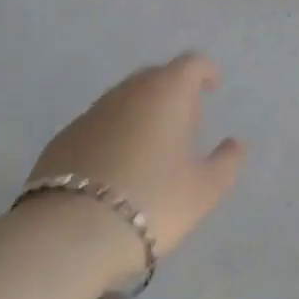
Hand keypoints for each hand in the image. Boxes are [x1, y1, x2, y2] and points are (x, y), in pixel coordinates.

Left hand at [27, 54, 244, 263]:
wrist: (69, 234)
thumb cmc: (151, 202)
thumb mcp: (204, 190)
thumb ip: (227, 163)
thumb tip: (235, 144)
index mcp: (166, 91)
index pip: (191, 63)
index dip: (206, 72)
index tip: (212, 89)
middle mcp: (128, 91)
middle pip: (156, 77)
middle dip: (173, 92)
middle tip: (184, 124)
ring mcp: (91, 112)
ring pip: (124, 100)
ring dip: (141, 113)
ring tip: (150, 150)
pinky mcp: (63, 138)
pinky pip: (98, 125)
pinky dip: (113, 135)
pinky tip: (114, 169)